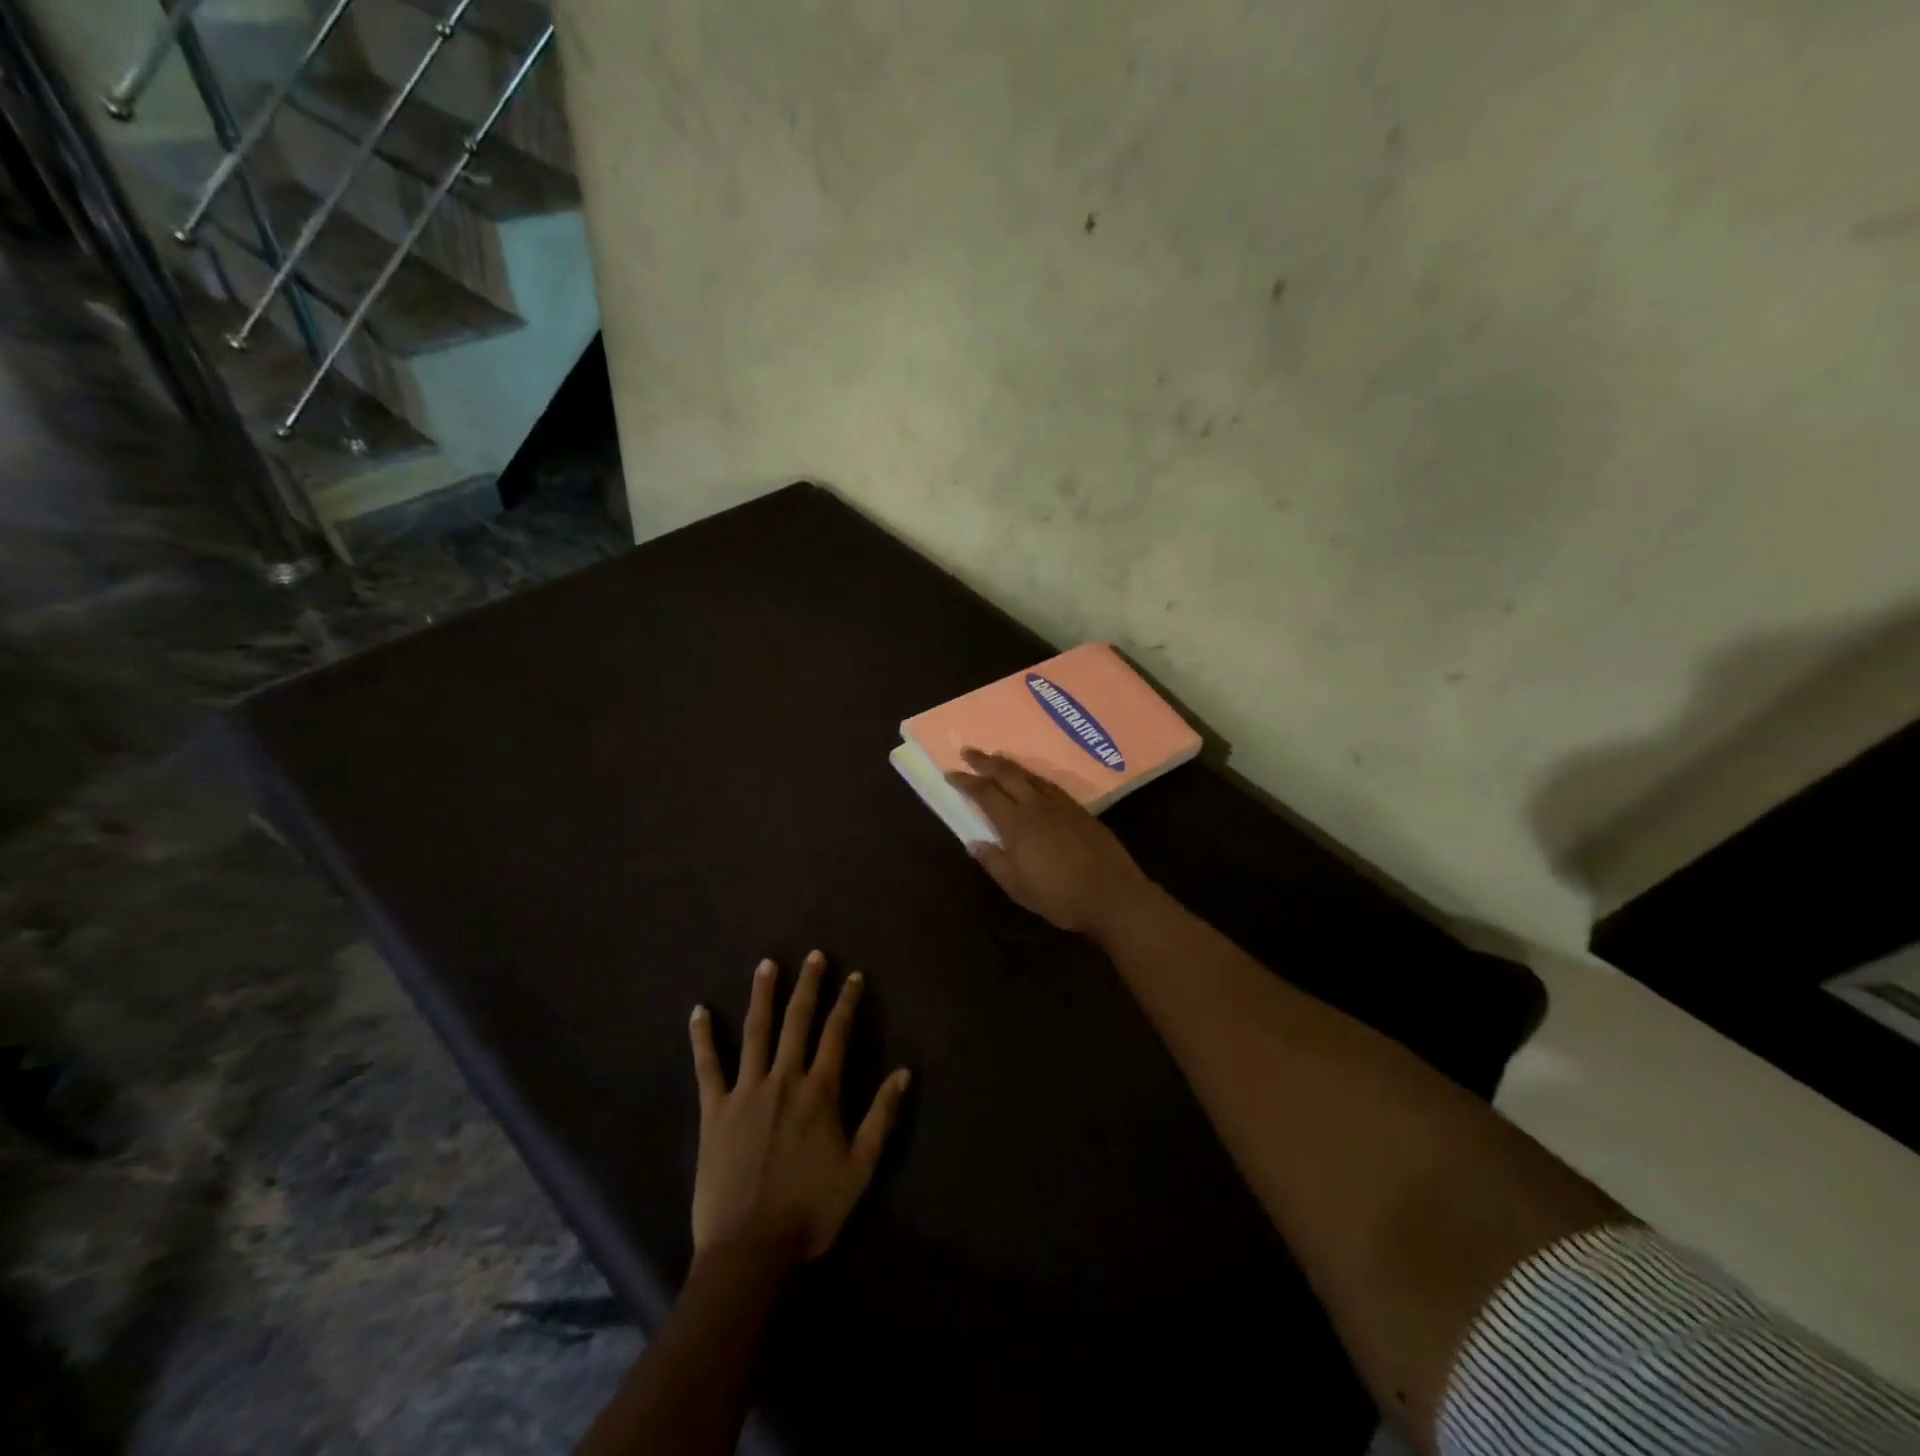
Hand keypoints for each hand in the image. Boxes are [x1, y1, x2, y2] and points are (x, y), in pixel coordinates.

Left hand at [688, 952, 911, 1268]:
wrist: (749, 1250)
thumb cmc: (809, 1211)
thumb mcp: (859, 1169)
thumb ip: (881, 1118)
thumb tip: (903, 1072)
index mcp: (819, 1092)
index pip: (837, 1034)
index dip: (847, 1002)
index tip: (854, 976)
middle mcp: (783, 1080)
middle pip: (797, 1021)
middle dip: (808, 986)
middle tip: (813, 956)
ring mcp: (745, 1091)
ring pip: (755, 1032)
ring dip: (762, 995)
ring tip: (766, 965)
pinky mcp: (714, 1110)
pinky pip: (707, 1066)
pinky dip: (703, 1037)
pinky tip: (699, 1011)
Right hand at [947, 748, 1155, 937]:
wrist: (1113, 894)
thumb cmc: (1060, 896)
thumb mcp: (1018, 887)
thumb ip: (994, 862)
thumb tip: (973, 842)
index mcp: (1017, 824)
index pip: (985, 794)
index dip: (966, 782)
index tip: (950, 773)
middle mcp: (1037, 806)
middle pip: (1007, 775)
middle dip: (985, 762)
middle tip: (968, 751)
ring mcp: (1061, 805)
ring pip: (1031, 776)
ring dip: (1010, 765)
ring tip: (997, 758)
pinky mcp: (1080, 811)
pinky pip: (1050, 784)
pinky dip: (1034, 777)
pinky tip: (1033, 780)